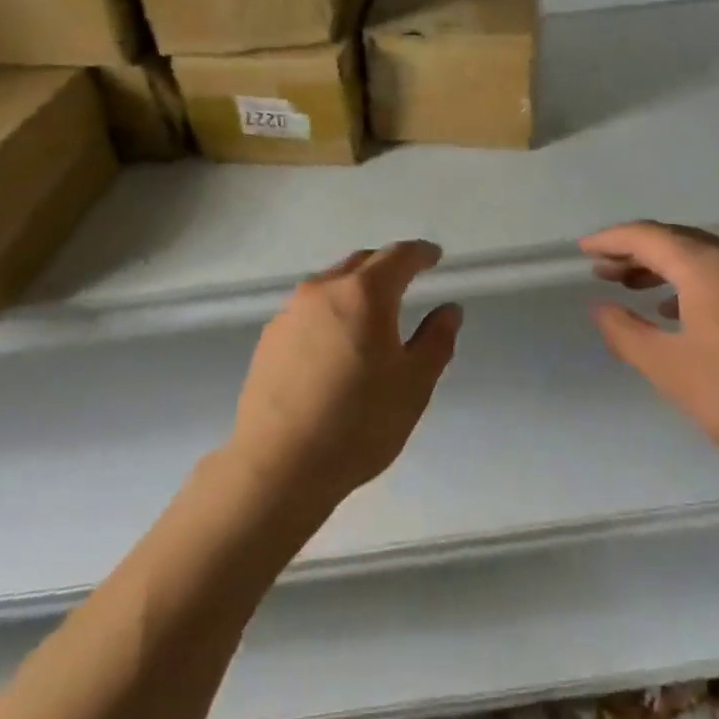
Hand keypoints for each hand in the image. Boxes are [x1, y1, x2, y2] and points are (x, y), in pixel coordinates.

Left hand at [228, 240, 462, 508]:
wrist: (278, 465)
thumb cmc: (358, 424)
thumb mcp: (414, 385)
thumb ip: (436, 340)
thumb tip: (448, 310)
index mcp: (364, 294)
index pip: (398, 256)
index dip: (420, 253)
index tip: (434, 256)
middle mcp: (323, 290)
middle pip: (361, 263)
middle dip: (387, 266)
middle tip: (407, 280)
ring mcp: (290, 312)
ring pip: (331, 283)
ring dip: (355, 287)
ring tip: (371, 313)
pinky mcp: (269, 337)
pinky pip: (309, 309)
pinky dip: (331, 311)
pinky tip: (335, 342)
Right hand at [581, 221, 718, 484]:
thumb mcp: (673, 370)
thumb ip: (628, 335)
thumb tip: (601, 308)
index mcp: (709, 266)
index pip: (648, 236)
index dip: (610, 240)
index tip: (583, 250)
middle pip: (677, 241)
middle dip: (635, 253)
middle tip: (602, 271)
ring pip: (704, 259)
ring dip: (665, 269)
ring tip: (634, 289)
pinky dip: (694, 284)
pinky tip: (683, 314)